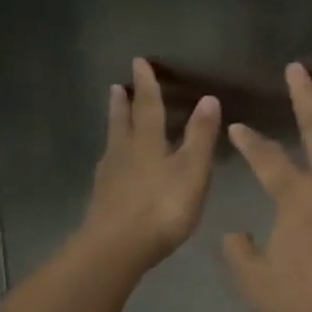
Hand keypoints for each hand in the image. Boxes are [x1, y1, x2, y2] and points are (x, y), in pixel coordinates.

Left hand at [82, 57, 221, 267]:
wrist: (117, 248)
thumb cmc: (162, 208)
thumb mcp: (192, 171)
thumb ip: (200, 136)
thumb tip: (208, 98)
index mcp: (148, 142)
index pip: (149, 106)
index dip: (147, 85)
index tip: (139, 63)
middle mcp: (125, 153)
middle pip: (123, 122)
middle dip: (124, 103)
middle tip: (118, 86)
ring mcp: (110, 177)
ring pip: (113, 142)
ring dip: (115, 125)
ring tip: (114, 114)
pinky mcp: (102, 199)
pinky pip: (108, 166)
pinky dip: (112, 155)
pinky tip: (112, 164)